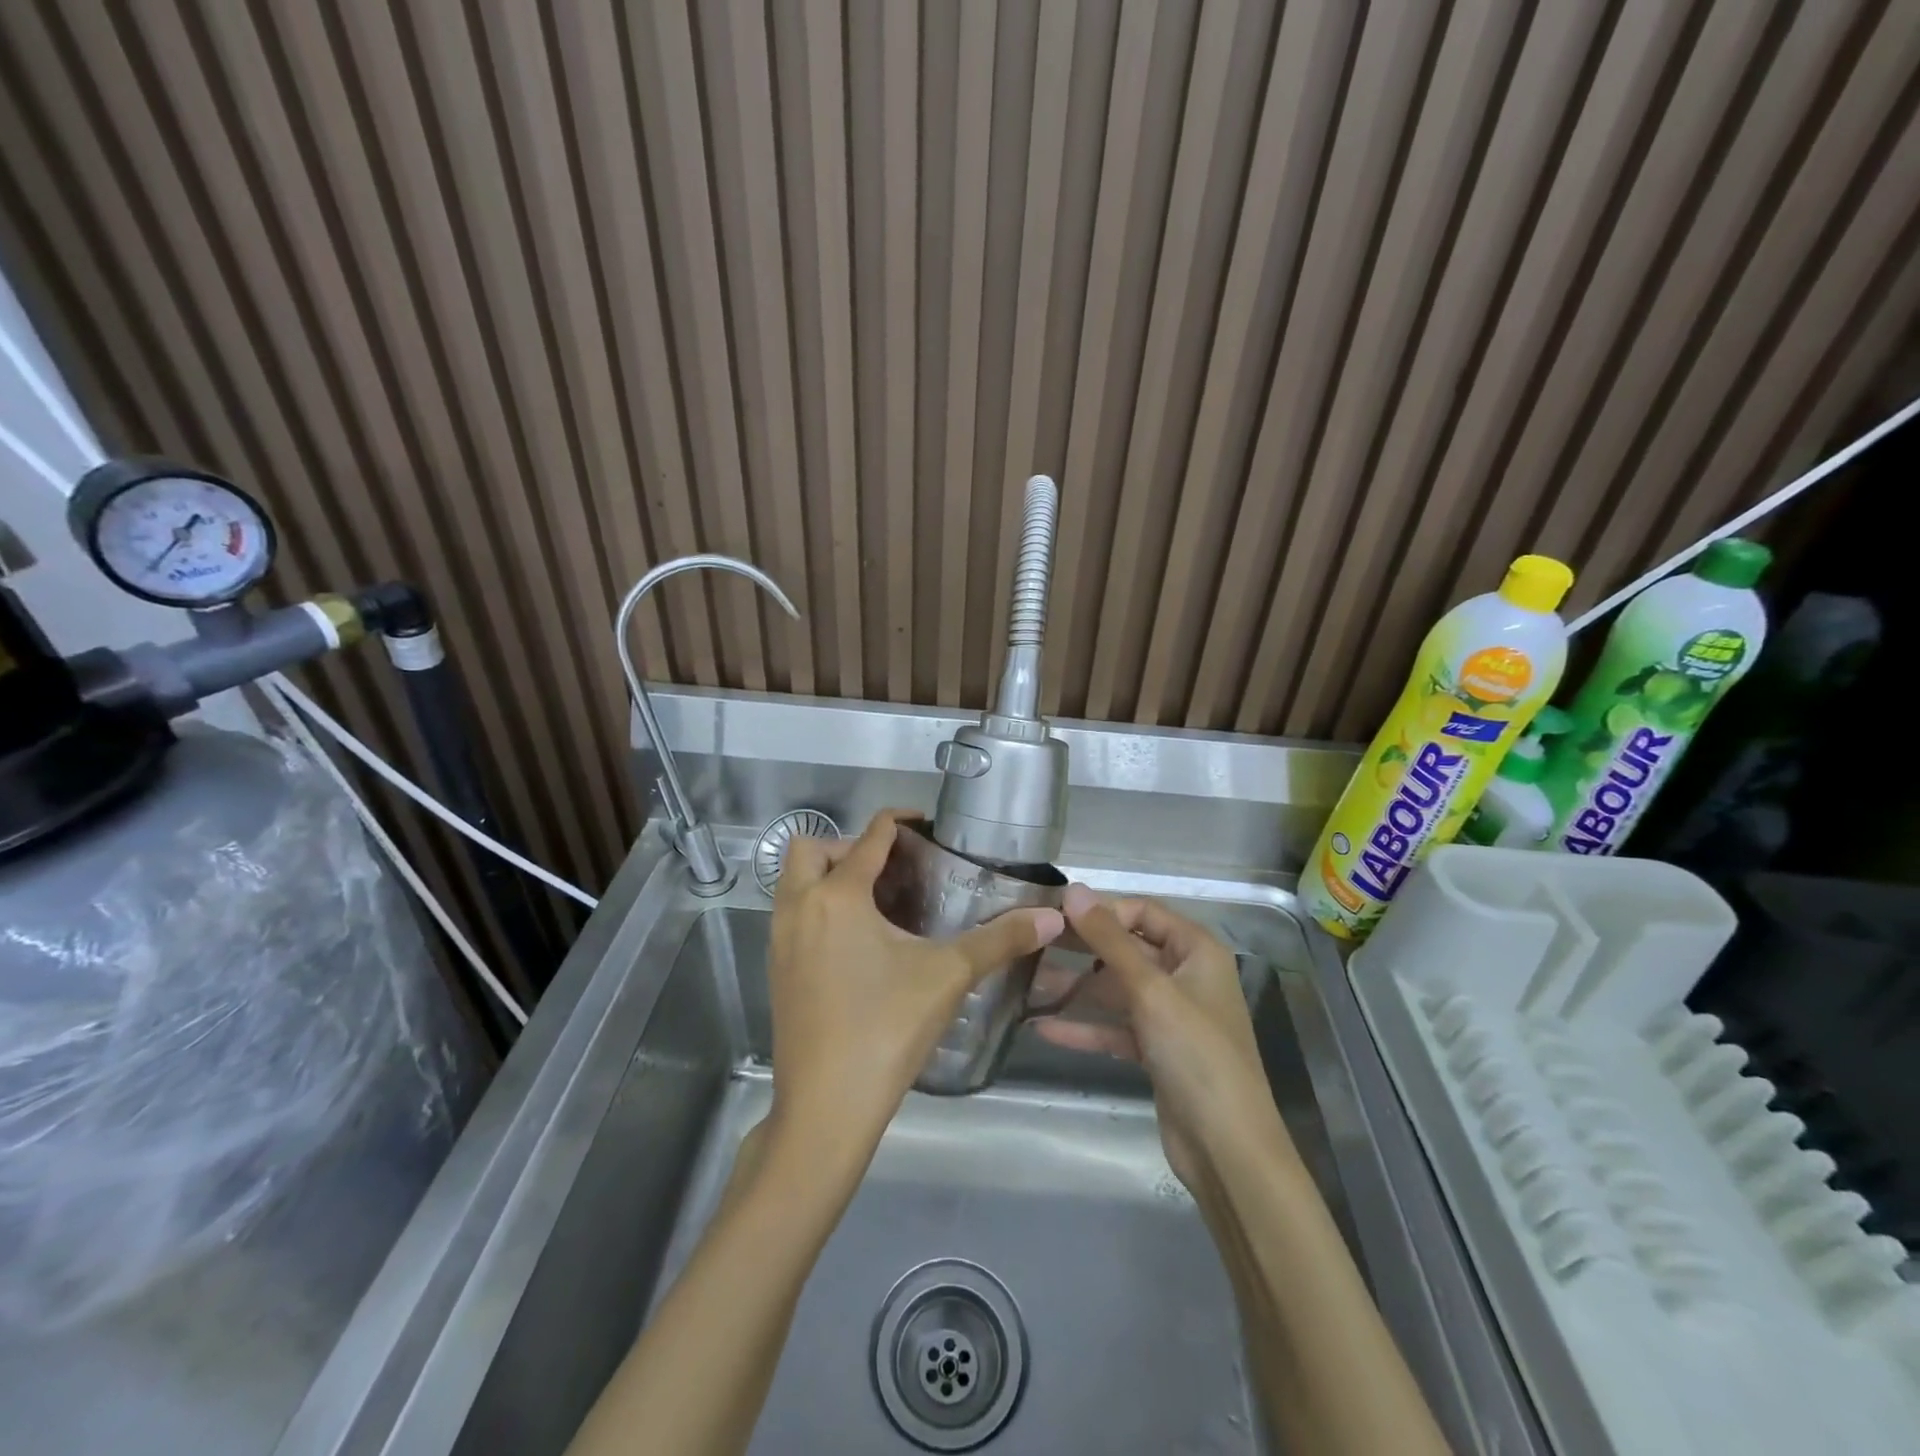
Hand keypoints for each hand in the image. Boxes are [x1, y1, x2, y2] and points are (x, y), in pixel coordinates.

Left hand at [766, 809, 1064, 1176]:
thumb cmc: (886, 1029)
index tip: (927, 826)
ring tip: (878, 902)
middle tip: (892, 870)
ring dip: (828, 876)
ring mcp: (780, 940)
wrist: (826, 1107)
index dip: (900, 823)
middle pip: (811, 849)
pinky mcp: (776, 970)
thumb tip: (1052, 917)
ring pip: (794, 883)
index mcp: (838, 896)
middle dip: (848, 846)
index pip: (868, 836)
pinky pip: (792, 915)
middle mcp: (799, 908)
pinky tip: (857, 943)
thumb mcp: (948, 976)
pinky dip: (818, 908)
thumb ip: (1000, 940)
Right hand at [1032, 885, 1293, 1190]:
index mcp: (1197, 951)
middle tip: (1034, 943)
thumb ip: (1109, 940)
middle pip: (1127, 948)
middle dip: (1082, 948)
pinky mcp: (1156, 1050)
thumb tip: (1074, 890)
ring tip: (1028, 984)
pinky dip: (1085, 1027)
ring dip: (1077, 988)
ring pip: (1117, 988)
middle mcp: (1185, 975)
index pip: (1142, 912)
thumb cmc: (1196, 1054)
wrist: (1227, 1149)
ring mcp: (1171, 1015)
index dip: (1101, 910)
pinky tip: (1044, 1028)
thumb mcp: (1150, 990)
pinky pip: (1115, 1027)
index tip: (1054, 915)